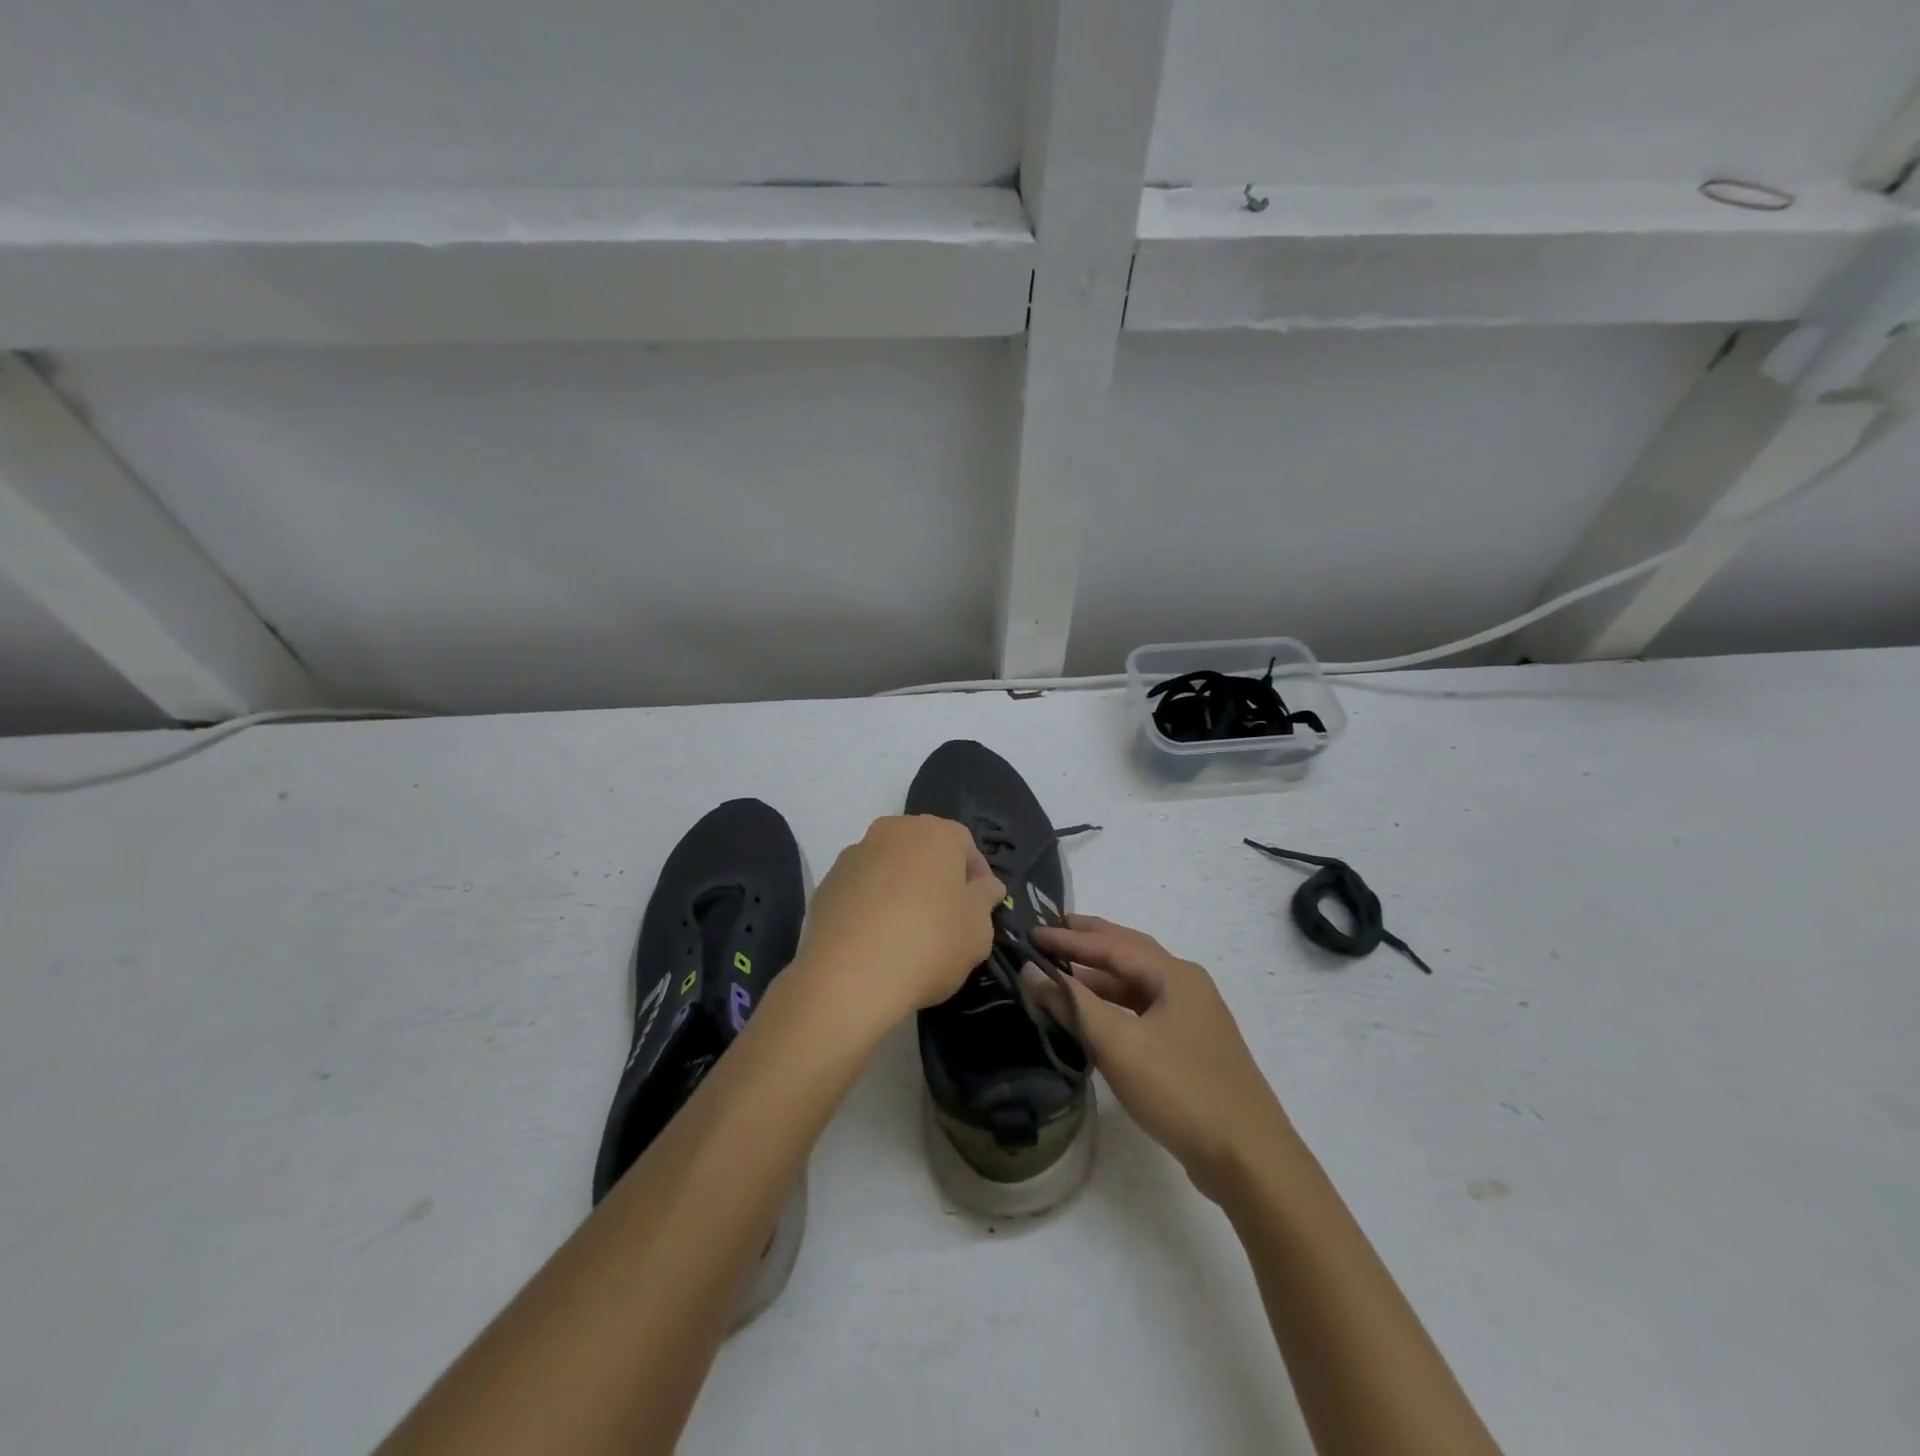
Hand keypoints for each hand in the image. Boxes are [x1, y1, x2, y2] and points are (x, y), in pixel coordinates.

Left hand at [796, 815, 1003, 1025]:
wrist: (847, 978)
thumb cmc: (928, 945)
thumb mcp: (977, 930)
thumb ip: (985, 900)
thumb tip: (985, 885)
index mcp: (935, 833)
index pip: (966, 845)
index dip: (977, 877)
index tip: (981, 909)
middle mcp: (892, 831)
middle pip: (924, 850)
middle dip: (938, 878)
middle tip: (947, 919)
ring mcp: (854, 854)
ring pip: (890, 866)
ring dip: (902, 889)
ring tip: (908, 933)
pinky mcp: (826, 883)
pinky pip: (861, 888)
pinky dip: (872, 905)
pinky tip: (877, 941)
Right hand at [1028, 915, 1289, 1201]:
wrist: (1248, 1158)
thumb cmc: (1180, 1090)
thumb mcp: (1119, 1045)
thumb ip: (1073, 1005)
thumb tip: (1032, 971)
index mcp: (1174, 975)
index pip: (1111, 945)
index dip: (1068, 938)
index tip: (1031, 933)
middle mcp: (1186, 984)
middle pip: (1129, 952)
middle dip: (1089, 940)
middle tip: (1052, 929)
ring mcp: (1193, 1016)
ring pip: (1137, 983)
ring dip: (1100, 974)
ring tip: (1063, 969)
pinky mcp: (1191, 1045)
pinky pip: (1144, 1008)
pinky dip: (1115, 1003)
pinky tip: (1094, 1013)